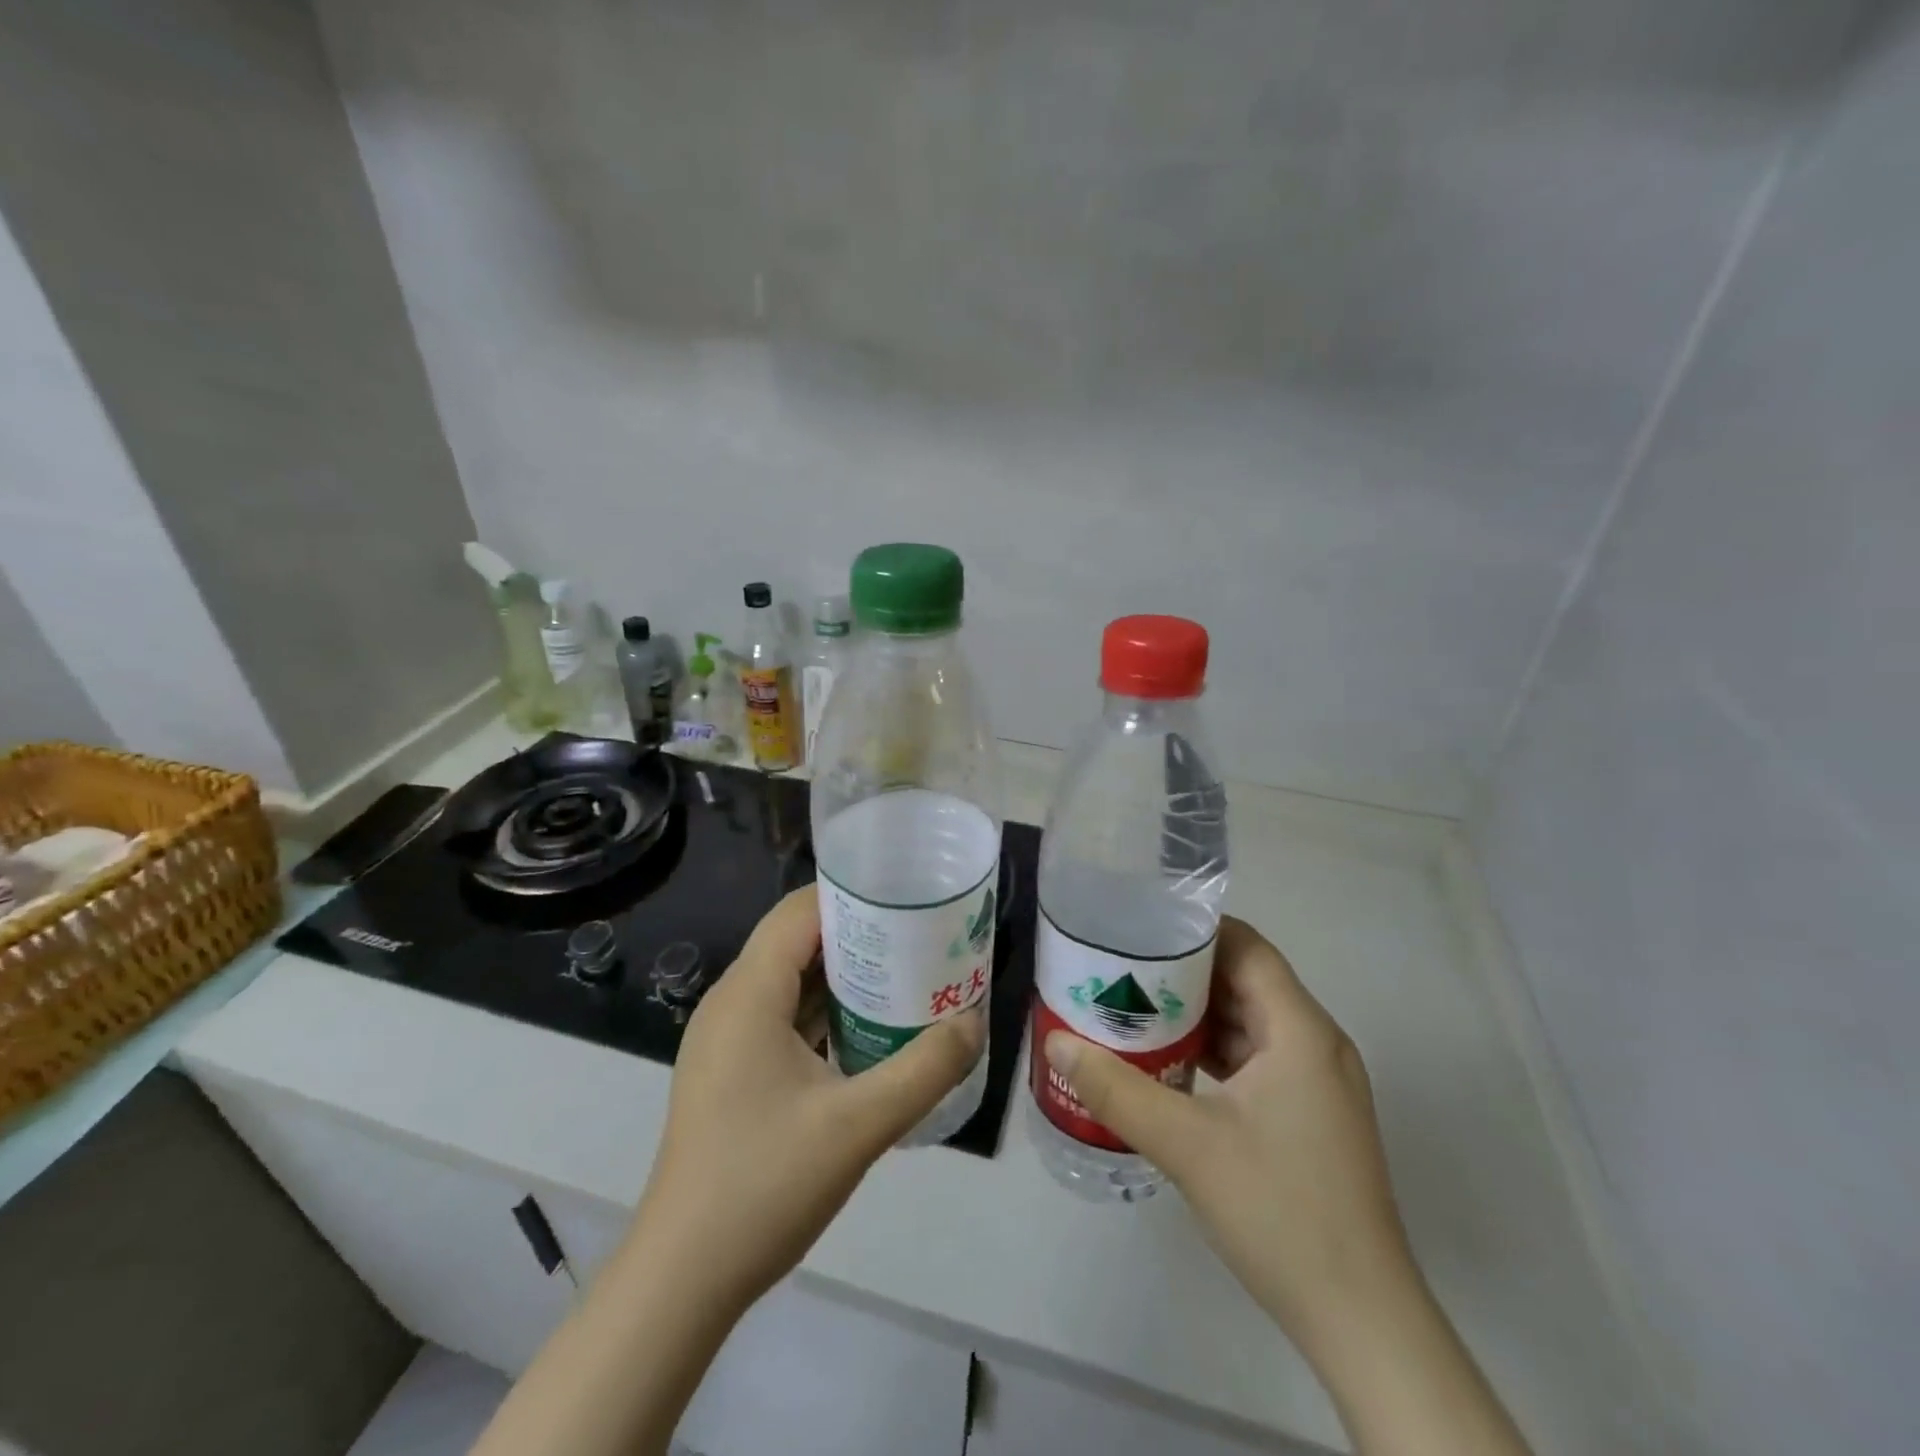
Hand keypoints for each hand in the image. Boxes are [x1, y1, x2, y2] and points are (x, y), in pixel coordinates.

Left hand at [634, 886, 986, 1315]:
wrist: (682, 1278)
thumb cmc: (764, 1186)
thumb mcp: (859, 1126)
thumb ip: (925, 1068)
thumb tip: (975, 1024)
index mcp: (749, 994)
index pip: (800, 912)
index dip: (854, 895)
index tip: (909, 897)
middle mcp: (732, 1003)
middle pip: (798, 940)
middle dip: (860, 933)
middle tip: (922, 937)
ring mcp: (727, 1040)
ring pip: (791, 980)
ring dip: (845, 975)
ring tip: (908, 975)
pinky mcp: (731, 1071)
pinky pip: (783, 1017)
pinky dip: (826, 1011)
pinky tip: (871, 1030)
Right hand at [1043, 917, 1413, 1355]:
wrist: (1360, 1320)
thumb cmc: (1280, 1212)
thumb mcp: (1187, 1145)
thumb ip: (1116, 1089)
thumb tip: (1056, 1042)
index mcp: (1300, 1030)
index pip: (1248, 947)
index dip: (1194, 930)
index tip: (1138, 928)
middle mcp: (1314, 1044)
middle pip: (1245, 980)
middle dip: (1183, 971)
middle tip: (1120, 967)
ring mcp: (1315, 1082)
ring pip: (1248, 1020)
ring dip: (1195, 1013)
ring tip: (1132, 1006)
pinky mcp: (1308, 1114)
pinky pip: (1255, 1058)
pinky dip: (1212, 1050)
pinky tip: (1167, 1062)